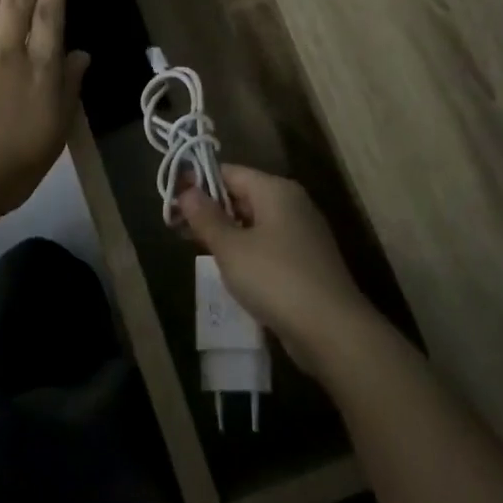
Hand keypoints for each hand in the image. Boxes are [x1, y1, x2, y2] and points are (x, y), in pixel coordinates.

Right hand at [177, 165, 380, 371]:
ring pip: (255, 223)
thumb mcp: (231, 247)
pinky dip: (246, 251)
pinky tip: (228, 269)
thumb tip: (187, 190)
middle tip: (177, 227)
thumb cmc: (275, 278)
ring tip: (195, 248)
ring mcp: (303, 234)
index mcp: (276, 190)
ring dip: (226, 232)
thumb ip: (206, 217)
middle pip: (243, 195)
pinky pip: (268, 245)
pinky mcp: (306, 262)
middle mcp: (293, 204)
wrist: (331, 329)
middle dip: (210, 210)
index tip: (171, 200)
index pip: (230, 172)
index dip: (199, 182)